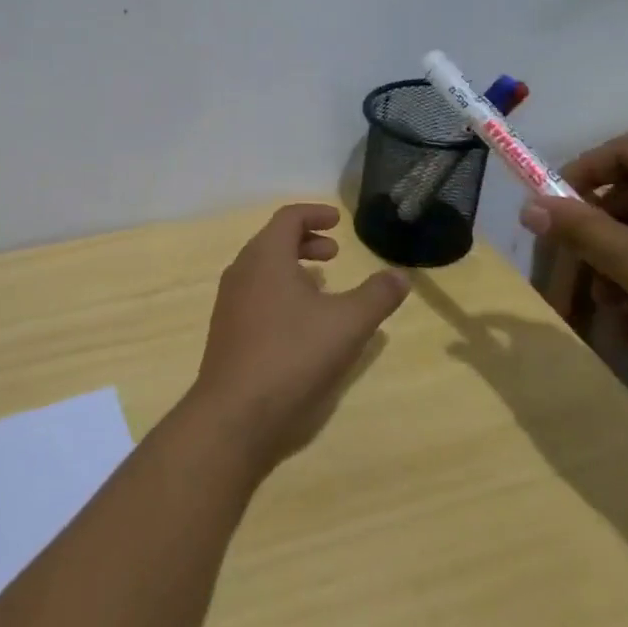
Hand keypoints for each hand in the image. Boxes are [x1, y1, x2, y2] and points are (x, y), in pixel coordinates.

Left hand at [188, 204, 407, 469]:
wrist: (235, 413)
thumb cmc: (292, 355)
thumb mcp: (347, 324)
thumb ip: (376, 296)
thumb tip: (400, 276)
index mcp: (265, 256)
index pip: (288, 217)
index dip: (315, 214)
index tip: (339, 220)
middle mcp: (241, 271)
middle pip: (273, 241)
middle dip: (306, 241)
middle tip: (334, 253)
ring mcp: (229, 302)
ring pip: (262, 269)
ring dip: (292, 268)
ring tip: (322, 286)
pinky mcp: (226, 330)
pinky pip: (255, 295)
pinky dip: (279, 292)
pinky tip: (300, 323)